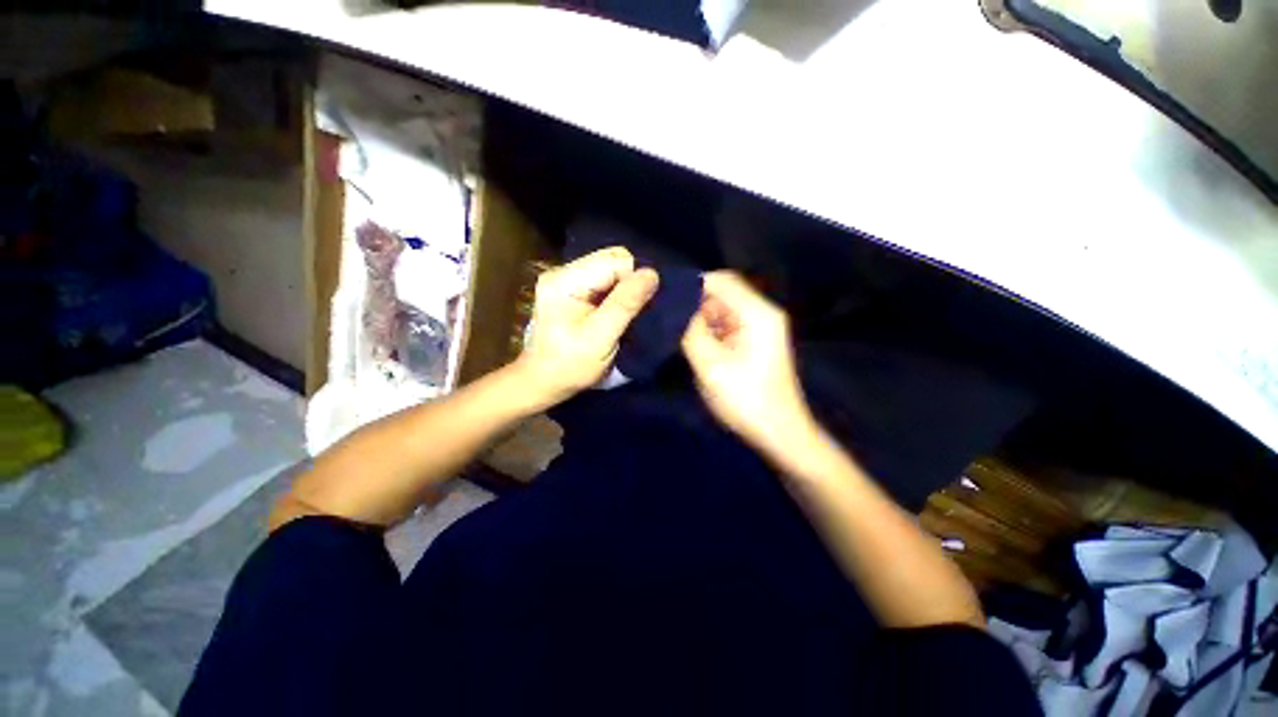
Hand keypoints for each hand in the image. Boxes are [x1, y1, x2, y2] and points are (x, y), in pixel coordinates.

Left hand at [516, 247, 658, 406]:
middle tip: (627, 315)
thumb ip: (625, 304)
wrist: (543, 382)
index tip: (634, 310)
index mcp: (565, 280)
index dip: (633, 282)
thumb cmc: (571, 365)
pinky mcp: (569, 289)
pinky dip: (613, 295)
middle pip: (611, 260)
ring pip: (609, 270)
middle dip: (628, 284)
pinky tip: (610, 313)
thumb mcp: (601, 337)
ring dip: (622, 291)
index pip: (615, 260)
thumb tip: (652, 273)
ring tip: (620, 316)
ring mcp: (564, 279)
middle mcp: (562, 271)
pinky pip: (602, 281)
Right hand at [681, 271, 817, 453]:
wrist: (778, 433)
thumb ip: (691, 332)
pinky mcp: (753, 342)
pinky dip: (708, 330)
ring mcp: (759, 328)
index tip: (664, 294)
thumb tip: (674, 309)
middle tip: (664, 315)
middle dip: (693, 303)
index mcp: (757, 314)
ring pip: (722, 311)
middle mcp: (761, 314)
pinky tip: (690, 340)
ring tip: (672, 328)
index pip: (722, 281)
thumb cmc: (746, 399)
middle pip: (722, 294)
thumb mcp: (711, 366)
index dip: (692, 284)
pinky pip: (726, 326)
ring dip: (699, 318)